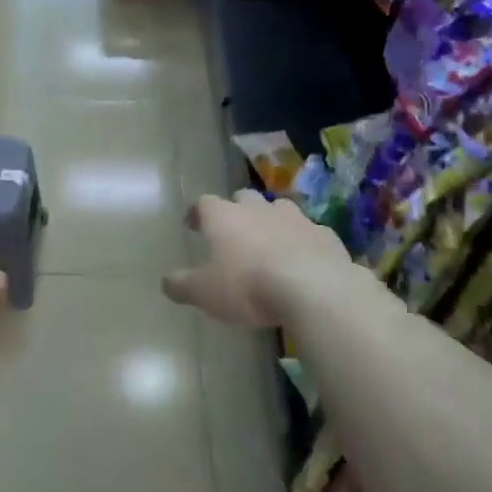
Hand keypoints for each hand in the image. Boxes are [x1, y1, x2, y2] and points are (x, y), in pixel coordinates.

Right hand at [163, 190, 365, 328]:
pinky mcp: (325, 235)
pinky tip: (303, 259)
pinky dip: (302, 241)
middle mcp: (258, 209)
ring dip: (271, 221)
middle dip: (236, 211)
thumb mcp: (203, 293)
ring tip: (269, 242)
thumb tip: (166, 282)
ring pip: (279, 209)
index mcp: (224, 217)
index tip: (192, 225)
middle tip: (232, 232)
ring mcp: (295, 219)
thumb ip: (181, 285)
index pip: (203, 203)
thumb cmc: (247, 286)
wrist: (313, 289)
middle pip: (243, 198)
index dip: (196, 213)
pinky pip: (309, 232)